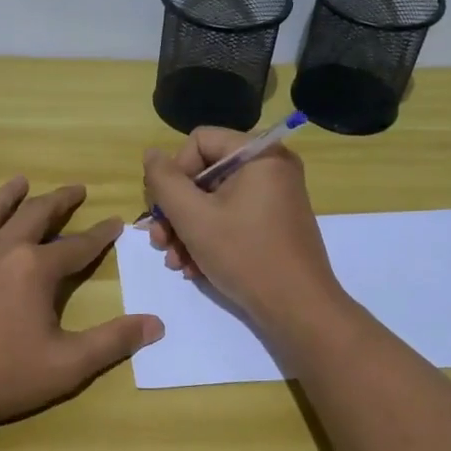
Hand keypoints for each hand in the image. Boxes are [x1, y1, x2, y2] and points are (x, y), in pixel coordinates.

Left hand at [0, 177, 162, 433]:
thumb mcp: (66, 366)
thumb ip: (112, 342)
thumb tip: (156, 324)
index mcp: (35, 269)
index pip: (78, 246)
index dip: (100, 235)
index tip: (116, 222)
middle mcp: (1, 250)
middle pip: (35, 216)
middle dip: (59, 201)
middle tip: (75, 189)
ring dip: (7, 196)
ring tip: (20, 181)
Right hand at [142, 128, 344, 333]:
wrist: (298, 309)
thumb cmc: (245, 255)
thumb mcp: (193, 217)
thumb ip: (165, 181)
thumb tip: (151, 154)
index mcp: (259, 154)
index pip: (199, 141)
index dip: (174, 172)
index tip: (164, 208)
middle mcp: (271, 168)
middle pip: (205, 174)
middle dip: (176, 210)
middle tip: (159, 241)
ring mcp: (275, 197)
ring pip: (214, 201)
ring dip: (187, 230)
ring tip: (174, 261)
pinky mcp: (274, 224)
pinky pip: (232, 218)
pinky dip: (209, 239)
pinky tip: (193, 268)